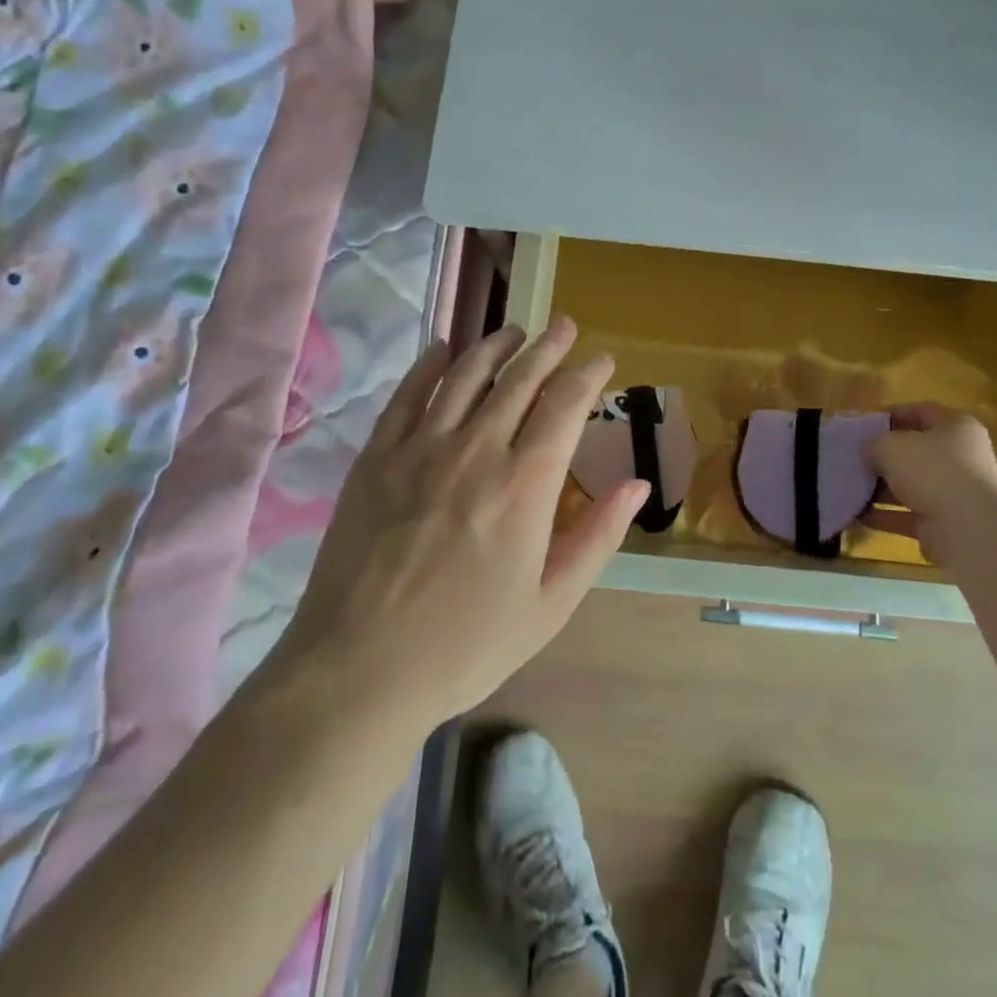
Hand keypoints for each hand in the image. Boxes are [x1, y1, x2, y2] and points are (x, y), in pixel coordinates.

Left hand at [282, 317, 647, 732]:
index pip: (565, 406)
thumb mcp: (550, 604)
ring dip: (494, 346)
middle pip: (519, 378)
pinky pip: (408, 395)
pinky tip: (442, 349)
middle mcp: (477, 450)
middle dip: (547, 347)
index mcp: (526, 484)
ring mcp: (420, 448)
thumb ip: (597, 536)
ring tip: (513, 331)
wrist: (359, 670)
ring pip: (465, 374)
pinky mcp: (376, 457)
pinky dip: (429, 365)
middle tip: (562, 326)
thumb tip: (638, 485)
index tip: (601, 360)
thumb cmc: (466, 645)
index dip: (588, 376)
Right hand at [865, 402, 996, 570]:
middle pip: (917, 451)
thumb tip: (869, 452)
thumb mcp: (890, 445)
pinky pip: (910, 514)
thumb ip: (873, 443)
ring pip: (913, 485)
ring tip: (852, 487)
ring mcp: (957, 493)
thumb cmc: (930, 470)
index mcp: (957, 427)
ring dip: (882, 488)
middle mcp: (963, 458)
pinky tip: (859, 514)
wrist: (966, 528)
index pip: (922, 412)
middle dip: (885, 456)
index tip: (864, 424)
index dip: (891, 415)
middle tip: (856, 457)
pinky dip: (886, 515)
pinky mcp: (947, 523)